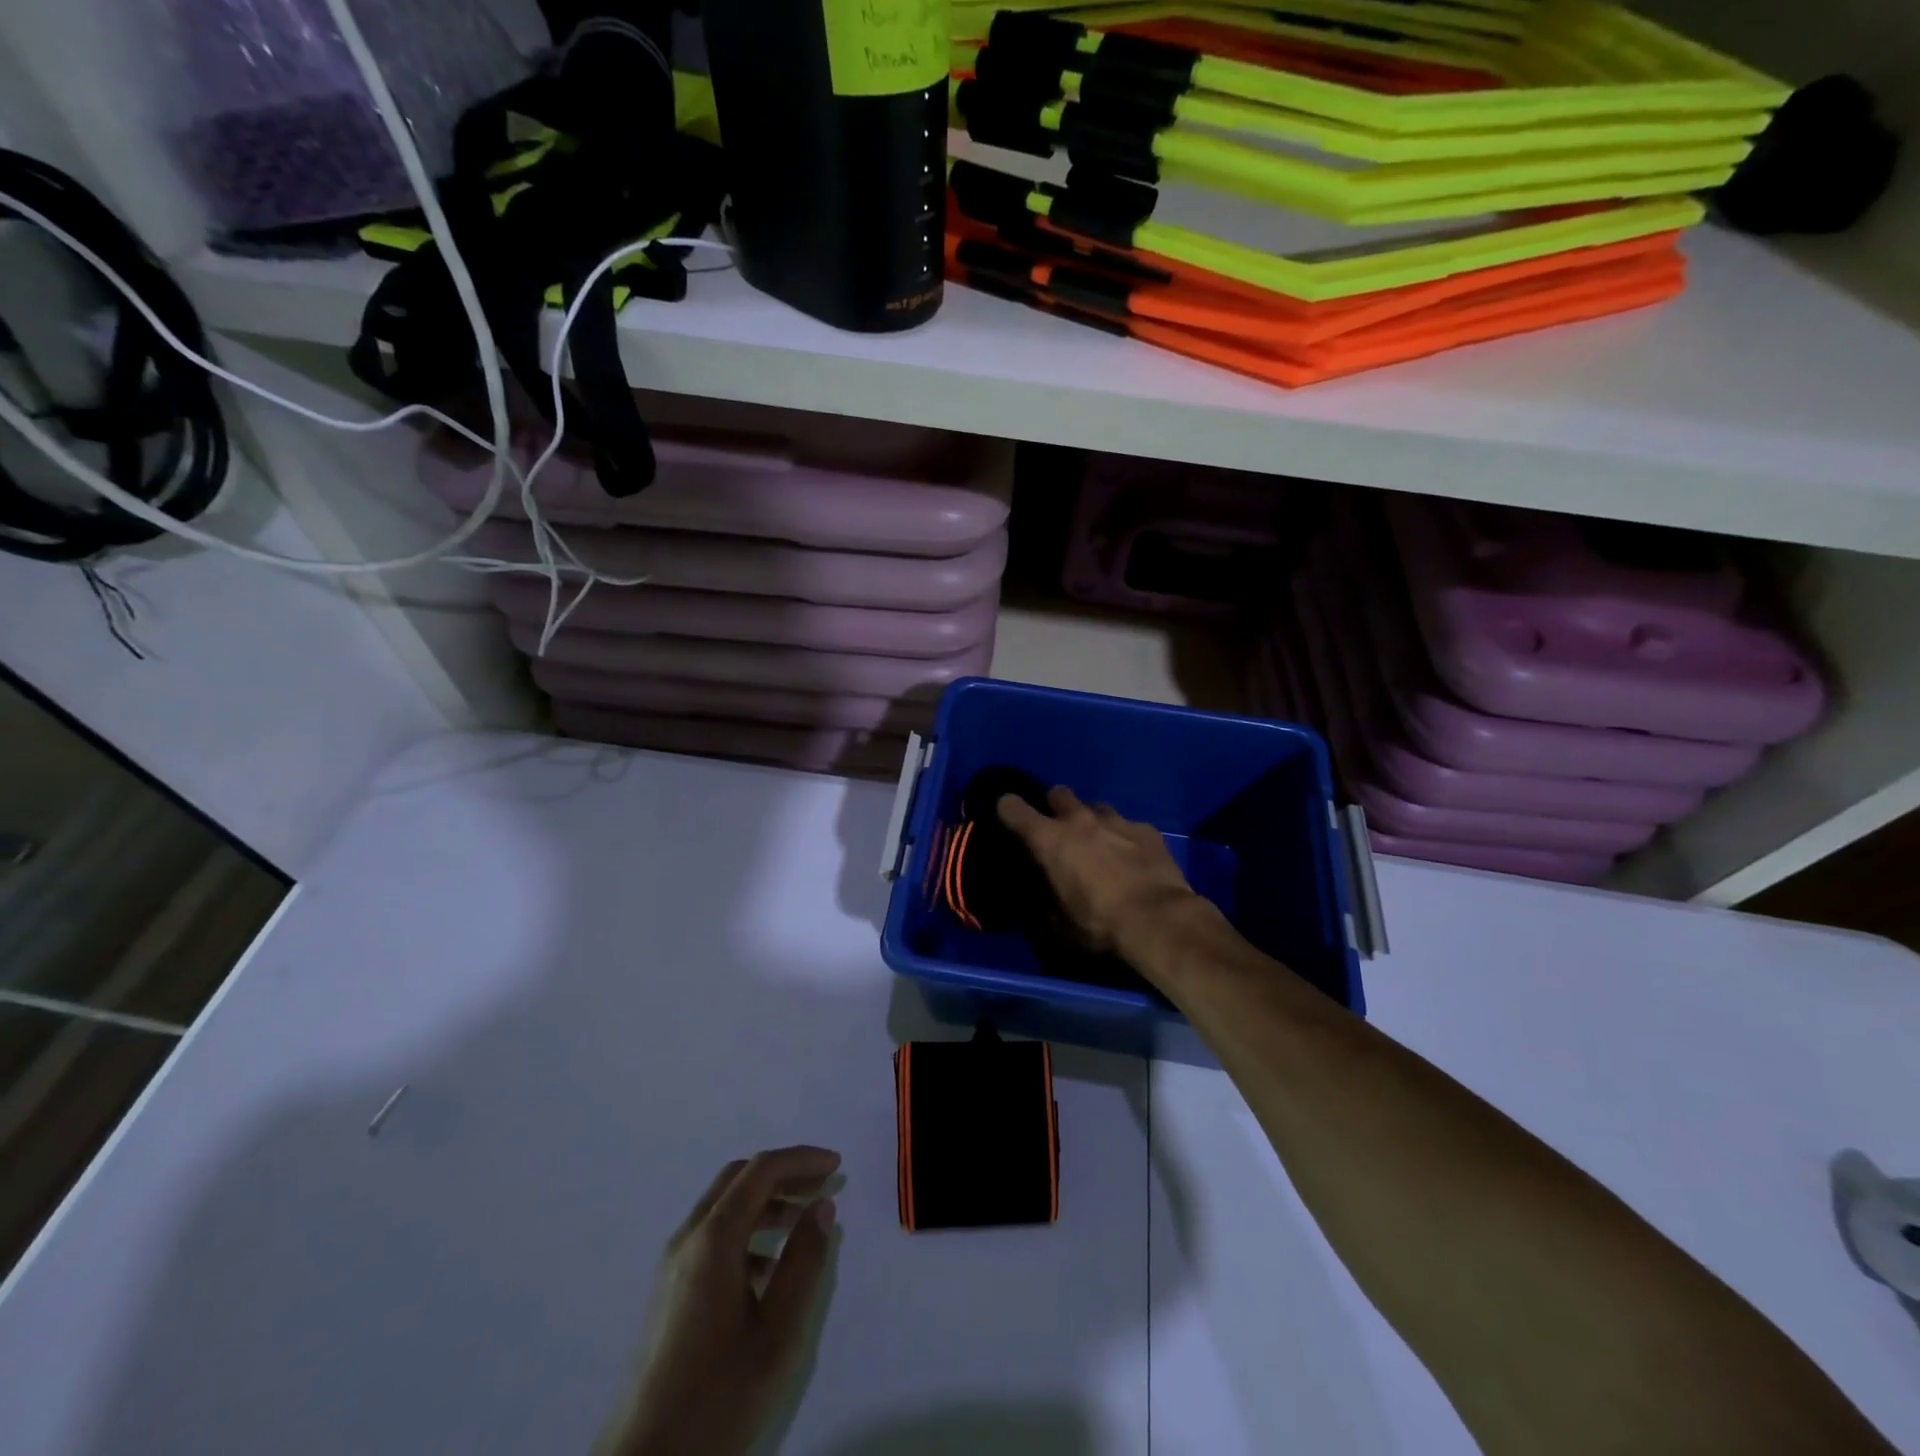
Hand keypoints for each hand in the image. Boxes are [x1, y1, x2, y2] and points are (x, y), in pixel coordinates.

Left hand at [599, 1147, 841, 1455]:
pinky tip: (770, 1265)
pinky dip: (747, 1229)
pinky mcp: (670, 1290)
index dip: (802, 1160)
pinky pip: (713, 1236)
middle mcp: (688, 1238)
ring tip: (805, 1220)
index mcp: (713, 1239)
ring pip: (725, 1206)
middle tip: (824, 1185)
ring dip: (767, 1200)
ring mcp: (674, 1264)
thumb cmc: (719, 1394)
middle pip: (740, 1178)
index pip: (761, 1170)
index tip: (837, 1167)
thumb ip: (804, 1262)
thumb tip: (822, 1207)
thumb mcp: (778, 1332)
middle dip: (785, 1173)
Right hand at [996, 786, 1204, 956]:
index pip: (1012, 808)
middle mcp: (1079, 820)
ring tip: (1099, 844)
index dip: (1007, 809)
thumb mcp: (1060, 923)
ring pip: (1096, 807)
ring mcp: (1116, 820)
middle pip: (1058, 793)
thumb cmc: (1099, 923)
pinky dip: (1124, 836)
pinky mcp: (1146, 829)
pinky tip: (1132, 856)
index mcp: (1049, 840)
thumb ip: (1044, 901)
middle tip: (1059, 831)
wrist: (1158, 919)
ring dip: (1092, 821)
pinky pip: (1128, 824)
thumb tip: (1039, 896)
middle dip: (1055, 808)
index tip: (1008, 817)